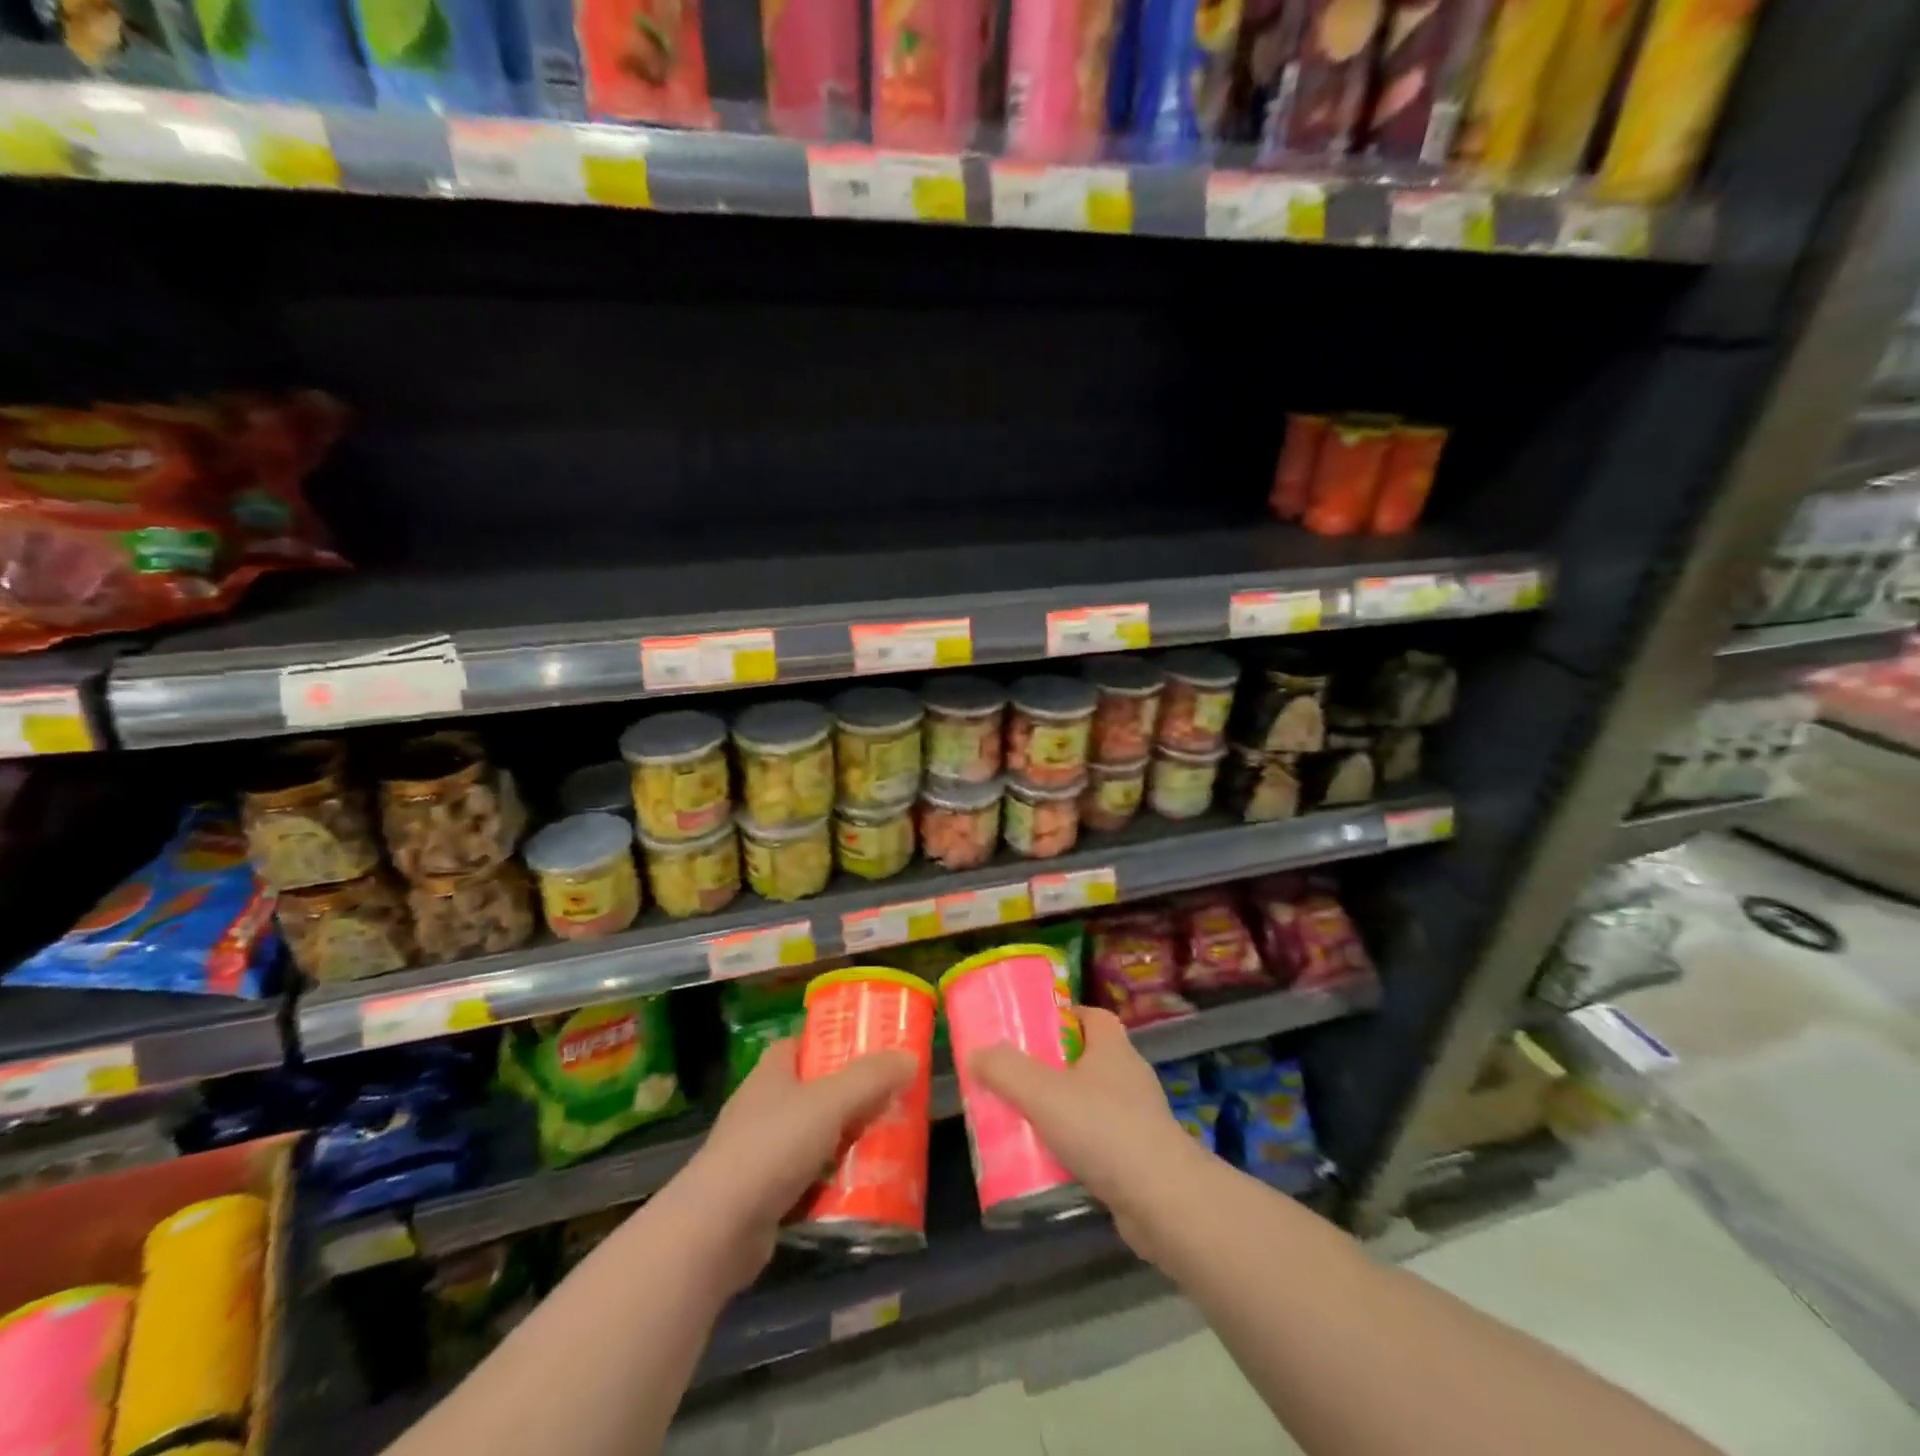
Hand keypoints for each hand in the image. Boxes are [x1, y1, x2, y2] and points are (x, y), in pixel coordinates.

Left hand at [663, 1040, 914, 1289]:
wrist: (717, 1230)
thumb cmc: (772, 1147)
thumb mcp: (830, 1103)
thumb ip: (871, 1079)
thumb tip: (910, 1057)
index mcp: (771, 1074)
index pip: (800, 1044)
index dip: (830, 1042)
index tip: (866, 1049)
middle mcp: (760, 1107)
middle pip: (811, 1091)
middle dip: (847, 1097)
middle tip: (887, 1100)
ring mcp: (757, 1154)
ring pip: (810, 1138)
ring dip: (841, 1142)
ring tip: (883, 1145)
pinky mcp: (760, 1196)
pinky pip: (804, 1180)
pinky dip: (828, 1184)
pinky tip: (857, 1191)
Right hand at [969, 1007, 1205, 1260]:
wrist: (1163, 1200)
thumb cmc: (1103, 1130)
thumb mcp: (1043, 1093)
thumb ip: (1006, 1070)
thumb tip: (977, 1053)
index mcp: (1113, 1048)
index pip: (1092, 1016)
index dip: (1064, 1016)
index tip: (1033, 1029)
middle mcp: (1129, 1077)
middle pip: (1087, 1059)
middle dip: (1053, 1068)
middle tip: (1016, 1079)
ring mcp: (1138, 1118)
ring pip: (1092, 1104)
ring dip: (1062, 1112)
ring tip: (1025, 1124)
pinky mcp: (1140, 1157)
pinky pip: (1100, 1142)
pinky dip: (1077, 1149)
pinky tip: (1050, 1165)